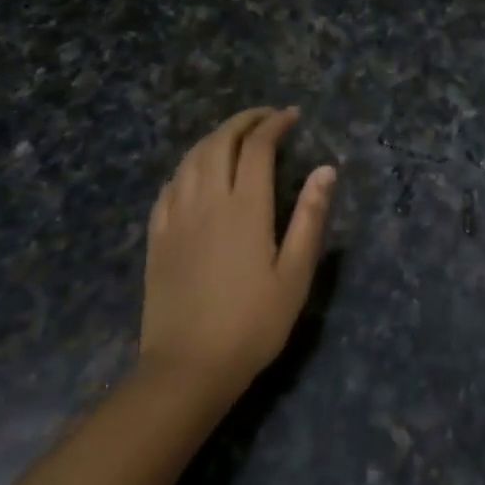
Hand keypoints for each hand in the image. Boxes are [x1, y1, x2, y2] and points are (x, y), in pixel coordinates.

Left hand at [141, 106, 335, 400]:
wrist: (187, 369)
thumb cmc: (252, 324)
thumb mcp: (295, 274)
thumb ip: (310, 217)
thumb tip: (326, 169)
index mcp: (245, 208)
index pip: (258, 147)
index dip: (274, 124)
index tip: (292, 115)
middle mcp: (208, 201)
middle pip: (220, 142)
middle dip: (244, 121)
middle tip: (266, 117)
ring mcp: (177, 218)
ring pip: (191, 159)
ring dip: (214, 137)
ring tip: (235, 136)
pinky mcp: (158, 237)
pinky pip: (170, 186)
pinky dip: (188, 165)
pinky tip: (197, 172)